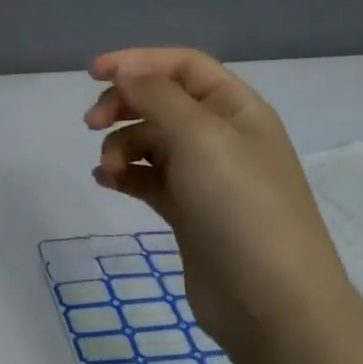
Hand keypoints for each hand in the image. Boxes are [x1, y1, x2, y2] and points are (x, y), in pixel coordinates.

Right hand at [85, 47, 362, 349]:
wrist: (271, 302)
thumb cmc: (240, 207)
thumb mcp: (200, 137)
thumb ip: (157, 96)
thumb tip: (125, 70)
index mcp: (237, 109)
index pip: (183, 66)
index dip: (137, 61)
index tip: (92, 73)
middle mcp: (223, 137)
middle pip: (162, 101)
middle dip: (123, 105)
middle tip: (91, 124)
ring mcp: (206, 177)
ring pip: (151, 142)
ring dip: (121, 146)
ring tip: (108, 170)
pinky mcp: (189, 212)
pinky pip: (148, 179)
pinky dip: (125, 175)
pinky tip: (106, 182)